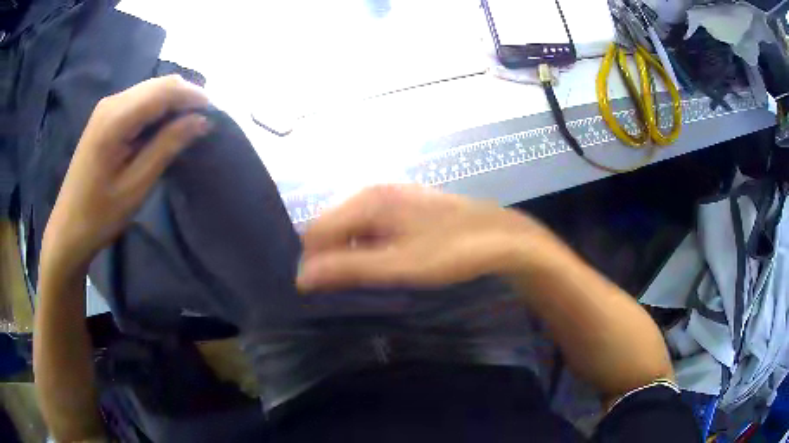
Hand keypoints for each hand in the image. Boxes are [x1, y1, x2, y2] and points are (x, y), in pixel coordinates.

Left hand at [41, 75, 210, 275]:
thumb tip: (201, 120)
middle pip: (158, 85)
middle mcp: (111, 103)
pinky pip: (139, 102)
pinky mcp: (105, 117)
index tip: (216, 114)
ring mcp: (106, 108)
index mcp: (116, 119)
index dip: (193, 96)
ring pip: (150, 91)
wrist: (68, 229)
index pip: (164, 90)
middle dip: (185, 97)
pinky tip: (163, 129)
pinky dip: (157, 110)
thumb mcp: (136, 185)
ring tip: (188, 126)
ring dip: (172, 103)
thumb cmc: (100, 215)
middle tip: (204, 122)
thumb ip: (167, 146)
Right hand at [297, 185, 557, 291]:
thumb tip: (301, 277)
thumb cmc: (450, 251)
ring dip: (350, 252)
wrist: (502, 237)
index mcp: (367, 200)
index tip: (322, 292)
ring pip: (353, 226)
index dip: (313, 261)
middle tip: (347, 288)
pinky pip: (373, 225)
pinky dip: (369, 245)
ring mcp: (393, 196)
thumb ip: (348, 269)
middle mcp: (374, 191)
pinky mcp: (407, 205)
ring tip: (367, 278)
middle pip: (332, 226)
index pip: (316, 231)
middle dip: (331, 256)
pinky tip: (386, 262)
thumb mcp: (397, 265)